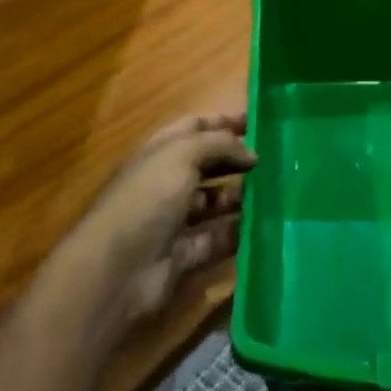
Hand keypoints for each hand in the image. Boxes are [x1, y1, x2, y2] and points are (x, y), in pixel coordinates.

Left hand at [74, 112, 256, 327]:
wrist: (116, 269)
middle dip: (236, 159)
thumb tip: (250, 153)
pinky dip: (237, 233)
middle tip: (274, 159)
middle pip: (207, 164)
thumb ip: (219, 144)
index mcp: (160, 152)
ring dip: (241, 196)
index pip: (194, 127)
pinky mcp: (183, 254)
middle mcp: (166, 182)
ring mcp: (173, 220)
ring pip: (214, 202)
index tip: (258, 122)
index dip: (223, 121)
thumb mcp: (182, 155)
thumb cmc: (147, 199)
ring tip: (275, 192)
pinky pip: (216, 239)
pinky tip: (263, 226)